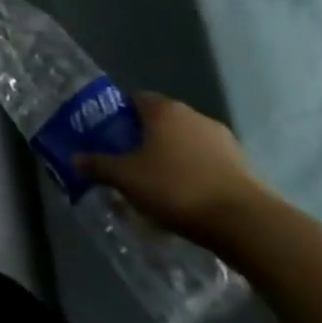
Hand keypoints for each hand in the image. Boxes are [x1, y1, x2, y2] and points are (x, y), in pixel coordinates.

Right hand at [79, 93, 272, 248]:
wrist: (247, 223)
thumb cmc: (176, 188)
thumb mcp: (126, 178)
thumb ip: (98, 165)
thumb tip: (74, 159)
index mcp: (163, 110)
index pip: (133, 100)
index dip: (117, 116)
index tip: (107, 137)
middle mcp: (193, 116)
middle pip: (159, 121)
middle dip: (142, 139)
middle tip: (126, 162)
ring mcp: (223, 140)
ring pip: (184, 143)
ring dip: (170, 157)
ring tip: (155, 185)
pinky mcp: (243, 165)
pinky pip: (206, 162)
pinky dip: (193, 173)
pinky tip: (184, 198)